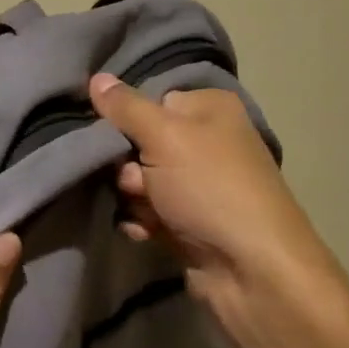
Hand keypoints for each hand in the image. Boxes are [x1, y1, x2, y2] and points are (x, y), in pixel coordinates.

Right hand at [88, 73, 348, 347]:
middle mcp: (208, 141)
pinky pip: (149, 210)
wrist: (251, 270)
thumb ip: (126, 107)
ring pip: (139, 180)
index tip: (110, 138)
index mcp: (209, 109)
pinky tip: (146, 232)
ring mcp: (200, 183)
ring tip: (146, 212)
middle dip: (126, 166)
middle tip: (134, 183)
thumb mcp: (164, 137)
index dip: (125, 121)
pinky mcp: (191, 219)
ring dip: (132, 197)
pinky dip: (142, 220)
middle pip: (140, 141)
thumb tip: (97, 77)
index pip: (150, 100)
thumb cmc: (210, 189)